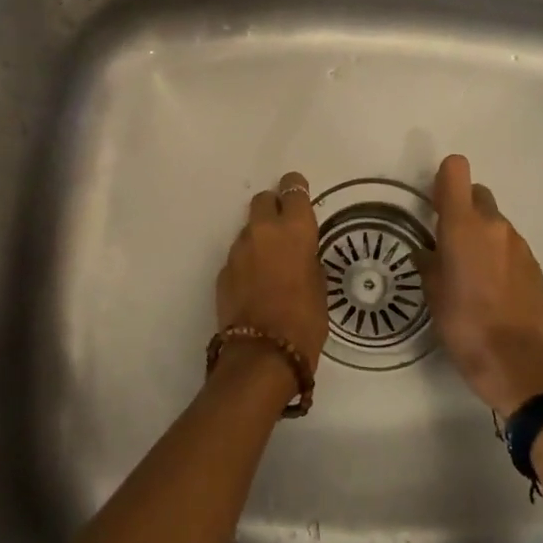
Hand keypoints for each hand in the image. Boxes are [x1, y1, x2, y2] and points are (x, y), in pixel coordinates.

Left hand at [215, 171, 328, 369]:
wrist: (262, 354)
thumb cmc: (305, 321)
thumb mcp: (320, 286)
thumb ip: (308, 260)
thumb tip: (300, 255)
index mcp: (294, 230)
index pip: (293, 190)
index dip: (296, 188)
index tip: (299, 191)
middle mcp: (263, 231)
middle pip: (263, 200)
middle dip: (273, 207)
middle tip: (284, 227)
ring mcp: (238, 250)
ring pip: (249, 230)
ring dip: (259, 238)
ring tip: (271, 264)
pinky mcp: (222, 272)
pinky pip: (238, 256)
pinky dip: (247, 263)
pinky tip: (256, 285)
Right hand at [418, 154, 542, 415]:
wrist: (514, 361)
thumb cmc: (462, 323)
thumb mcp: (432, 292)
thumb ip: (428, 261)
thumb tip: (427, 251)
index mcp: (462, 224)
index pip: (456, 170)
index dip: (444, 179)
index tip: (435, 203)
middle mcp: (494, 224)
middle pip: (477, 193)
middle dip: (462, 208)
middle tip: (449, 242)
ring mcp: (518, 243)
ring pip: (495, 222)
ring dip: (482, 234)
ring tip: (471, 273)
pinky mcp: (534, 264)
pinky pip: (510, 246)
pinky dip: (499, 255)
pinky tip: (492, 288)